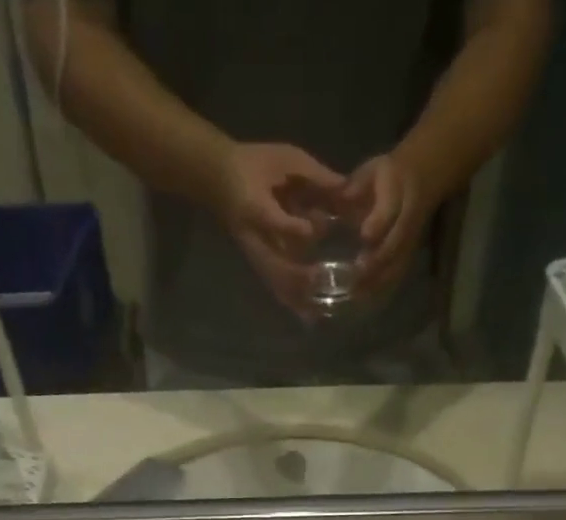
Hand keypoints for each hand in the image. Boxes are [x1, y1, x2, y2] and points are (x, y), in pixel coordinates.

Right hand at [211, 142, 342, 316]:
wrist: (220, 179)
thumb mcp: (284, 157)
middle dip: (298, 277)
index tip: (314, 230)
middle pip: (273, 265)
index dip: (292, 227)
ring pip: (275, 282)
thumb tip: (345, 188)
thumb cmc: (255, 163)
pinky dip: (292, 302)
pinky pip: (275, 287)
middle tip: (323, 282)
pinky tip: (308, 317)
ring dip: (296, 298)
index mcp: (255, 205)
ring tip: (318, 314)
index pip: (272, 221)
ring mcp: (254, 254)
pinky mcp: (258, 264)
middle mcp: (253, 237)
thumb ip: (313, 174)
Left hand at [339, 153, 429, 298]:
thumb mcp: (371, 171)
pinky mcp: (408, 255)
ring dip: (378, 281)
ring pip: (397, 263)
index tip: (364, 236)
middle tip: (355, 274)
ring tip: (356, 294)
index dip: (380, 223)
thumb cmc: (386, 176)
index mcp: (398, 191)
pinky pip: (397, 274)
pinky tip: (364, 300)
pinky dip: (382, 289)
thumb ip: (356, 185)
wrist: (423, 178)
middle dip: (377, 260)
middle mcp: (407, 218)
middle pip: (395, 243)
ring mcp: (410, 240)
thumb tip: (339, 198)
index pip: (391, 209)